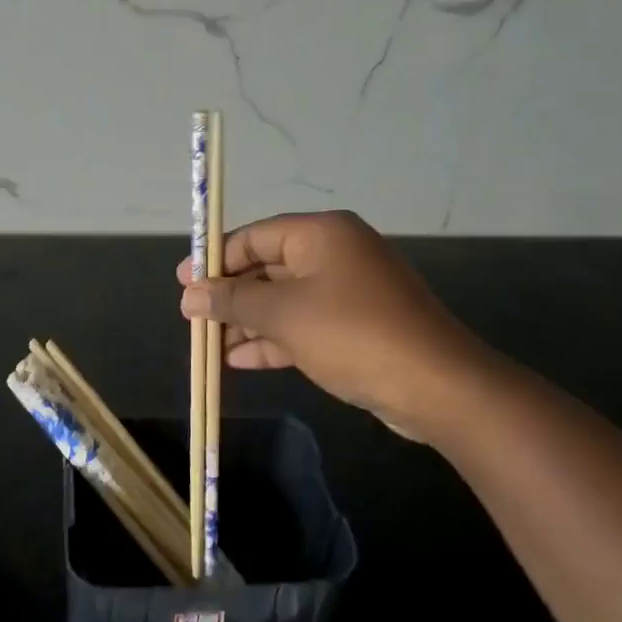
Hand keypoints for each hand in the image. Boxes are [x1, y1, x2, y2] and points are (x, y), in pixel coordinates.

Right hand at [178, 210, 501, 441]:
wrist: (438, 387)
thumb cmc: (353, 334)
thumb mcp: (284, 314)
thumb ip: (234, 301)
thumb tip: (191, 295)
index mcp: (321, 234)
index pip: (254, 236)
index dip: (215, 259)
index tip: (184, 283)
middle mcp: (335, 254)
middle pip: (267, 267)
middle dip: (230, 296)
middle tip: (193, 318)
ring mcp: (349, 291)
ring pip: (284, 300)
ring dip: (248, 322)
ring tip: (209, 345)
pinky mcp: (357, 326)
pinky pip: (304, 324)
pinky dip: (274, 339)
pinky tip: (241, 360)